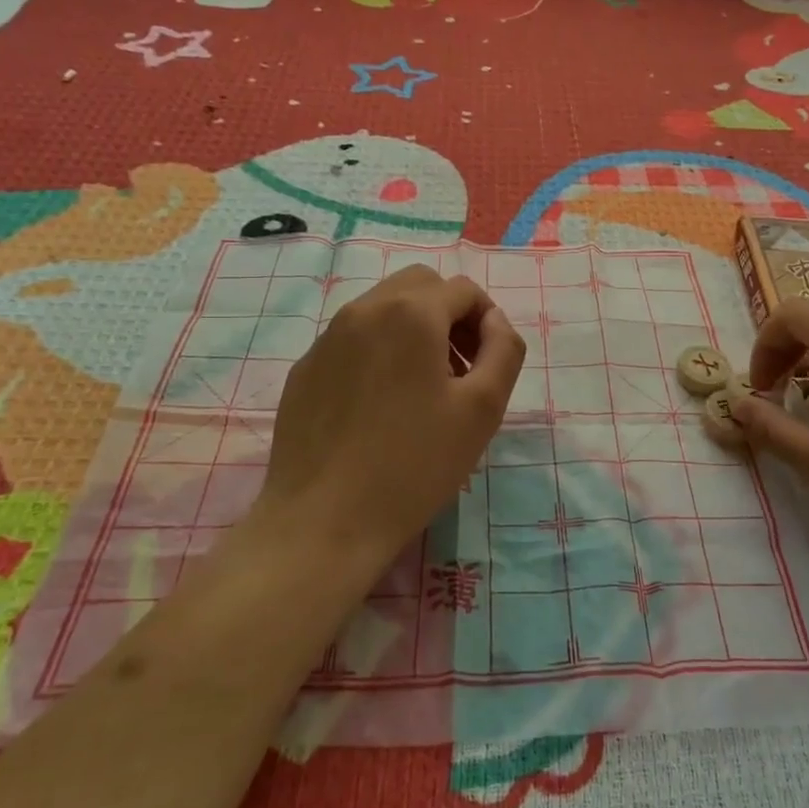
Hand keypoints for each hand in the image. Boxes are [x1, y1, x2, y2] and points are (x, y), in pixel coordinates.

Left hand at [239, 264, 524, 568]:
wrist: (323, 521)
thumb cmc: (414, 464)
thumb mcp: (483, 408)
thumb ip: (504, 349)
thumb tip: (494, 321)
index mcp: (410, 313)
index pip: (463, 290)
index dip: (487, 321)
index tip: (488, 366)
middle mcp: (363, 311)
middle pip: (420, 286)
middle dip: (449, 315)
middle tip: (460, 369)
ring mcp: (326, 339)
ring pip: (383, 310)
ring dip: (414, 331)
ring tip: (423, 390)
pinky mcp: (304, 370)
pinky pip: (352, 341)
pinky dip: (378, 353)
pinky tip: (380, 409)